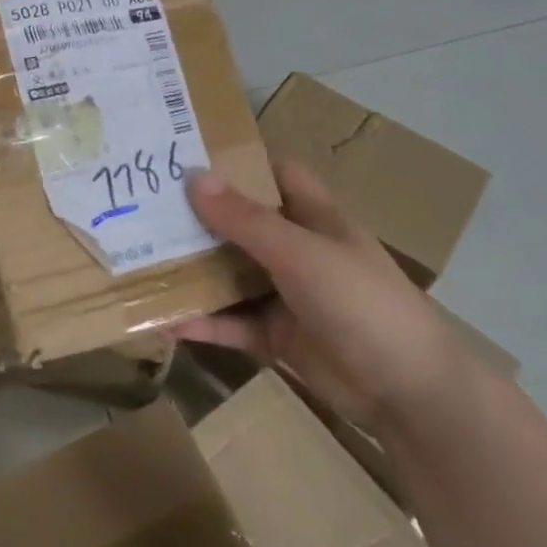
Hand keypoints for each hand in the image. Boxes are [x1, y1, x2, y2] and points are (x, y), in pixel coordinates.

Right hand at [170, 163, 460, 429]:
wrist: (407, 390)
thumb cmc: (360, 302)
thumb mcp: (301, 254)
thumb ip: (246, 220)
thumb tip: (194, 177)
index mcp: (314, 217)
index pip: (276, 174)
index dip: (240, 163)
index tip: (188, 156)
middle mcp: (298, 250)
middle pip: (243, 225)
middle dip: (200, 218)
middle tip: (143, 208)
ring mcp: (286, 295)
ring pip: (232, 275)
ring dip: (194, 273)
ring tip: (140, 262)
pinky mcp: (278, 336)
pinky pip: (232, 323)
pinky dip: (203, 322)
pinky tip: (164, 322)